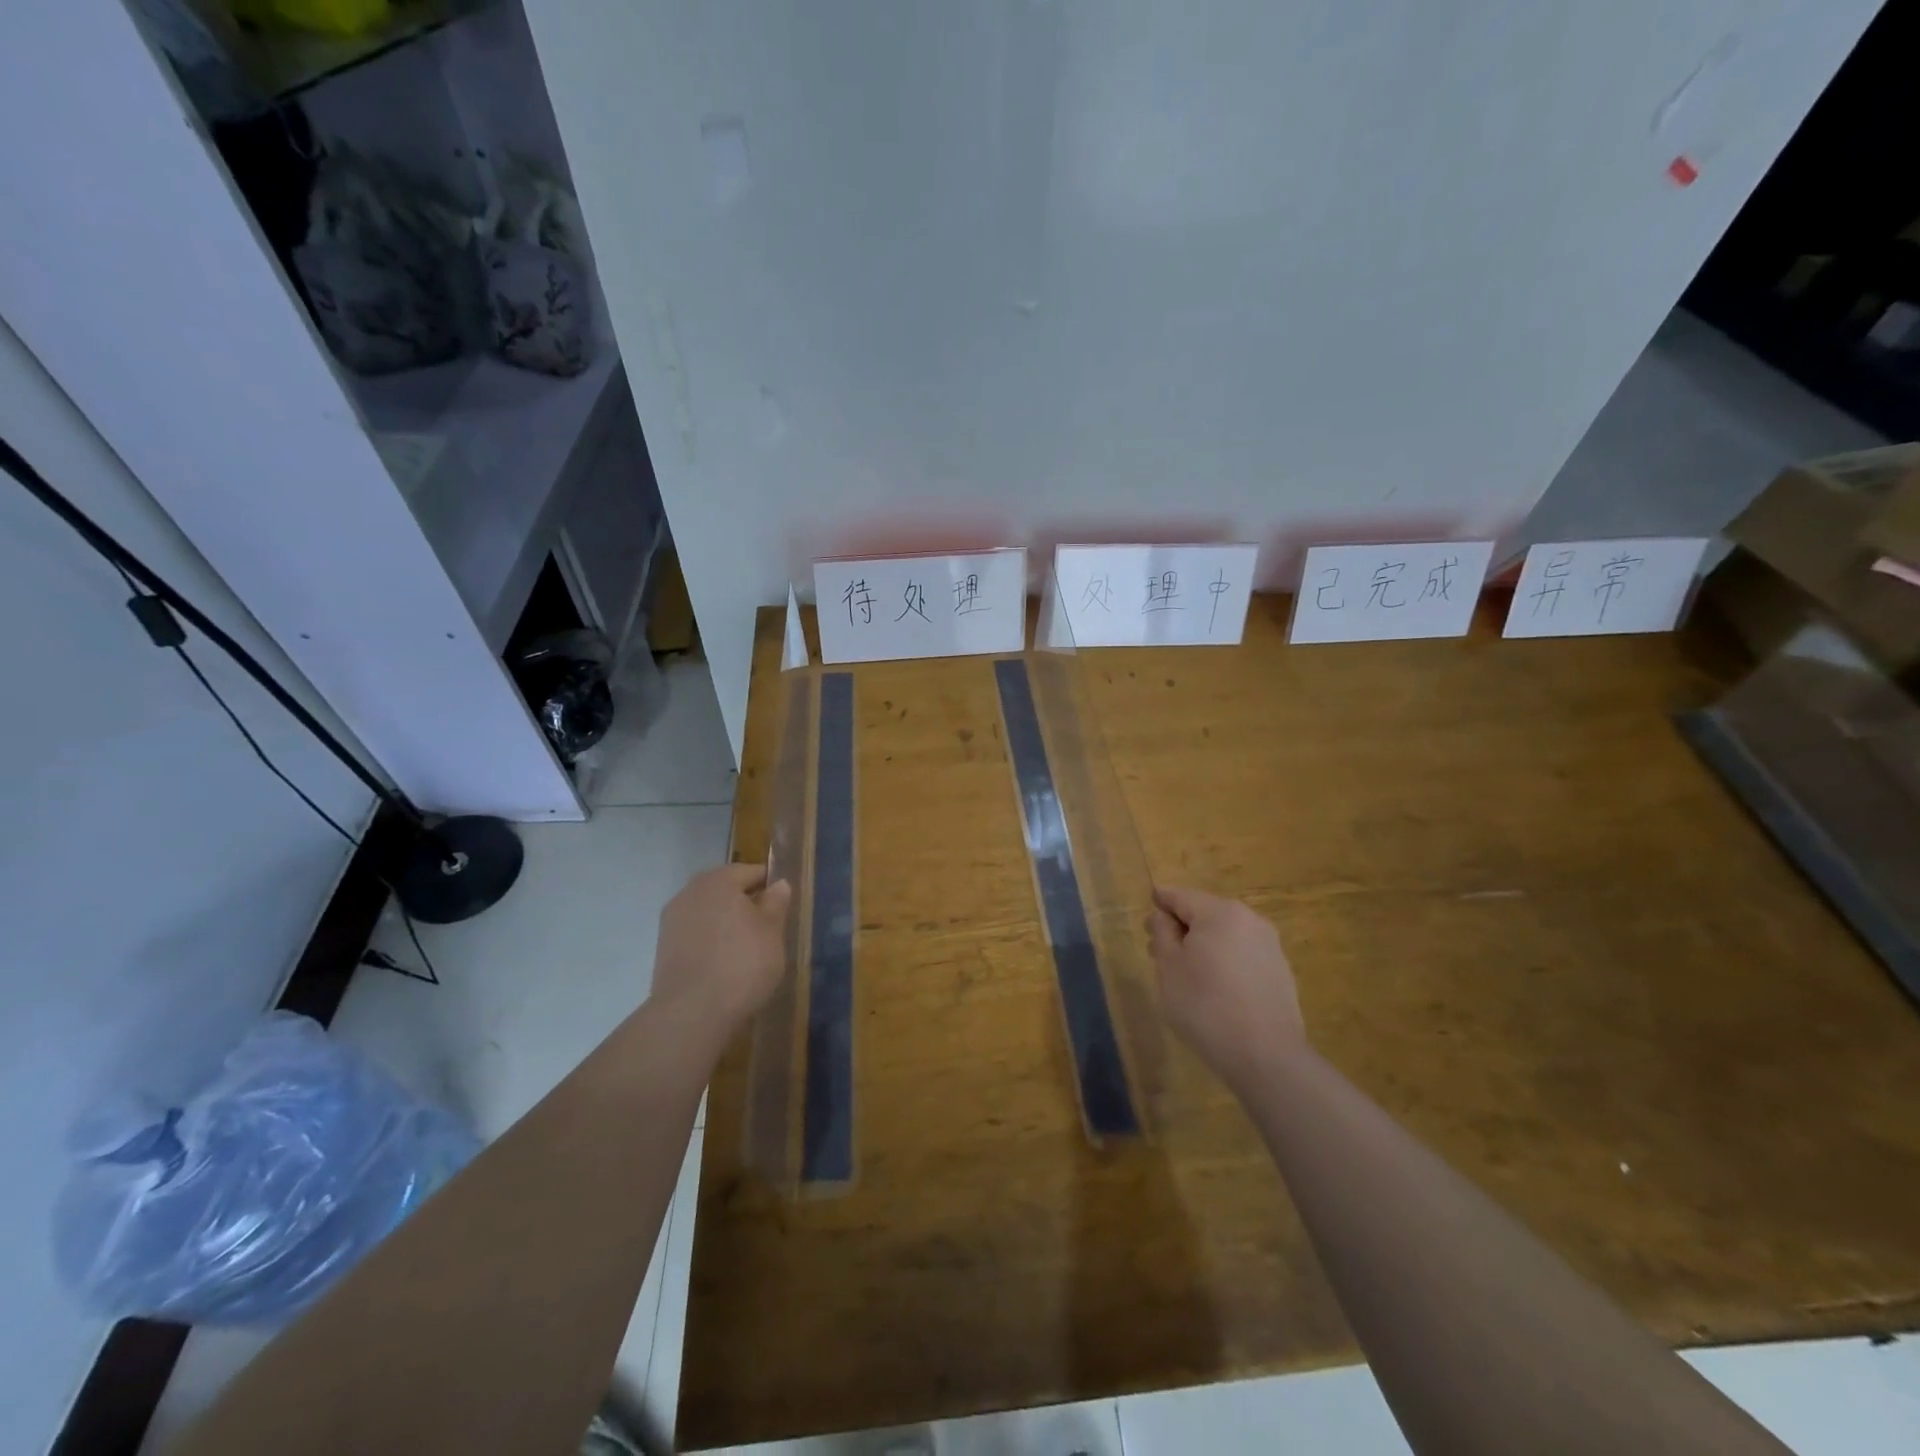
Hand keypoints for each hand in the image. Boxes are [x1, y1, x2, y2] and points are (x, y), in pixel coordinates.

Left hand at [651, 863, 791, 1032]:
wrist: (692, 1013)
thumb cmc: (742, 963)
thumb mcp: (772, 931)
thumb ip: (776, 903)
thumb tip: (779, 884)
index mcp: (718, 881)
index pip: (750, 871)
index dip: (769, 884)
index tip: (783, 903)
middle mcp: (690, 892)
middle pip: (724, 889)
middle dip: (745, 902)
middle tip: (768, 925)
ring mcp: (672, 921)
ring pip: (708, 911)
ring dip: (725, 922)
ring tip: (746, 946)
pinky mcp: (663, 948)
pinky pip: (695, 933)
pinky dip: (710, 940)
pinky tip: (724, 961)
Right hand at [1149, 885, 1305, 1092]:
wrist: (1266, 1056)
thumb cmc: (1205, 1005)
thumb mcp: (1169, 967)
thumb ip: (1162, 933)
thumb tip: (1164, 917)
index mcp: (1219, 912)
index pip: (1180, 896)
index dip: (1159, 903)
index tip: (1146, 919)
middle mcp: (1249, 919)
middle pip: (1205, 914)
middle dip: (1180, 928)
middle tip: (1157, 951)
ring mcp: (1270, 946)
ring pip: (1225, 935)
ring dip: (1202, 946)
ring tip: (1184, 973)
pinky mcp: (1280, 972)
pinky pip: (1242, 955)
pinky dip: (1224, 962)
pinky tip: (1214, 989)